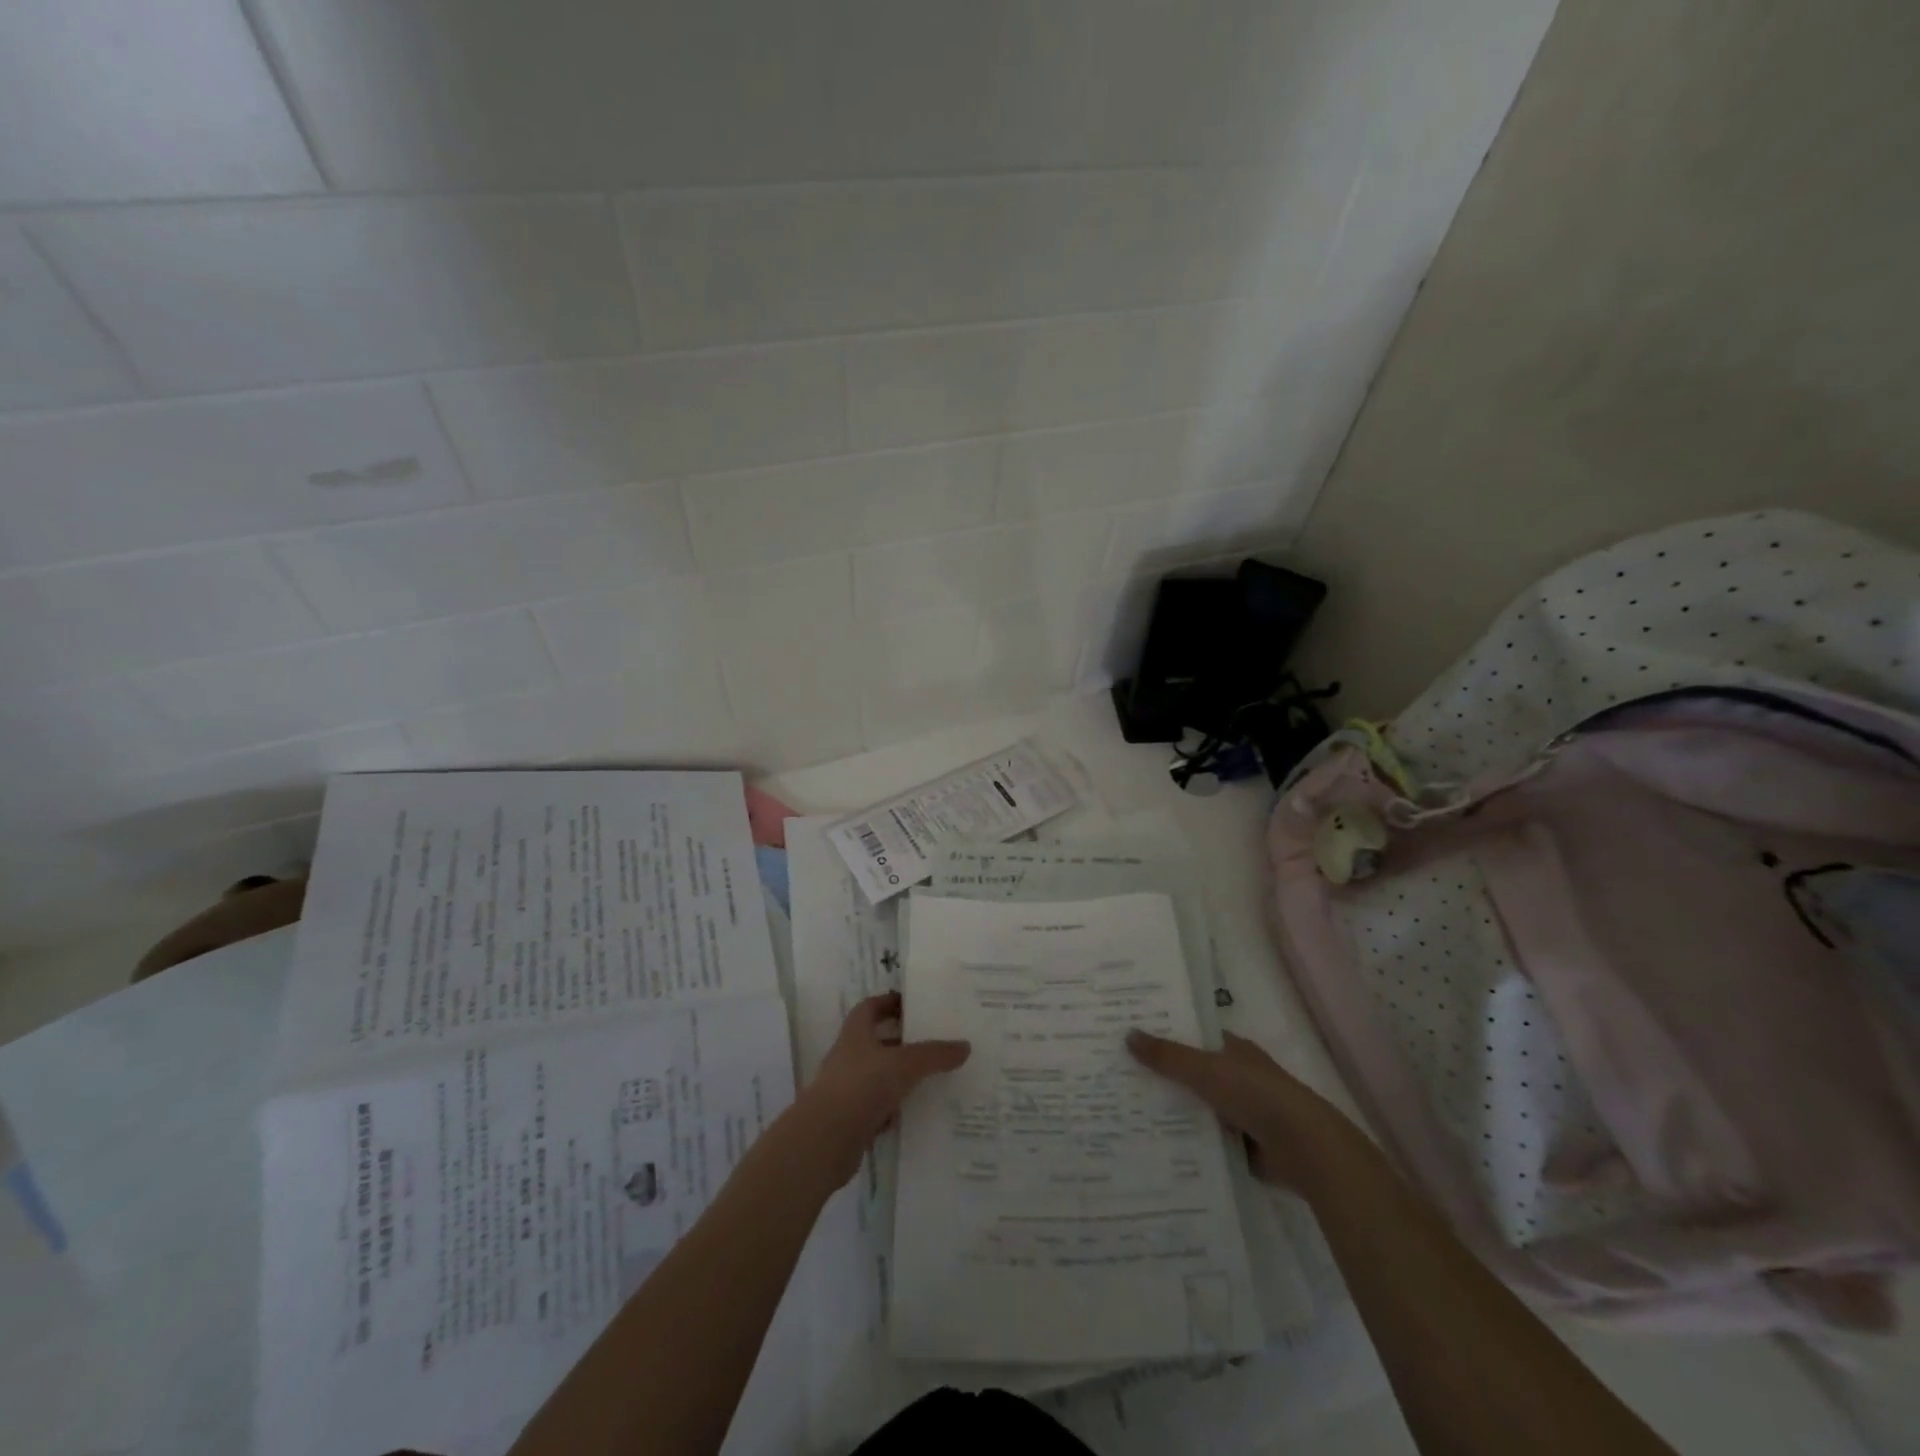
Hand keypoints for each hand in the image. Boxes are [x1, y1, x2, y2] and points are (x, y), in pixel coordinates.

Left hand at [801, 993, 969, 1186]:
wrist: (824, 1140)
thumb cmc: (861, 1086)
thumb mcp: (904, 1064)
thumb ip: (934, 1054)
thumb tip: (965, 1046)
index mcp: (855, 1034)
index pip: (870, 1008)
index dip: (889, 1002)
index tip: (913, 1004)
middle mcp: (849, 1057)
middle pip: (877, 1042)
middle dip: (903, 1041)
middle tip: (934, 1041)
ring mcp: (848, 1089)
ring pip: (879, 1076)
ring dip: (901, 1076)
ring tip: (933, 1076)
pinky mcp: (851, 1119)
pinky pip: (878, 1108)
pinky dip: (895, 1109)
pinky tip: (917, 1112)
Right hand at [1126, 1029, 1357, 1190]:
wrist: (1305, 1148)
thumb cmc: (1256, 1094)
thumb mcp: (1205, 1069)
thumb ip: (1168, 1055)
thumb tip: (1128, 1034)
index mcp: (1233, 1050)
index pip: (1192, 1036)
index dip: (1164, 1035)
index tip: (1129, 1038)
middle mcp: (1238, 1077)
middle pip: (1192, 1073)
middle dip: (1162, 1076)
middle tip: (1118, 1077)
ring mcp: (1242, 1112)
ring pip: (1198, 1108)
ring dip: (1173, 1112)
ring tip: (1127, 1114)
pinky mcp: (1244, 1146)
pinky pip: (1207, 1140)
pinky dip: (1188, 1143)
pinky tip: (1156, 1145)